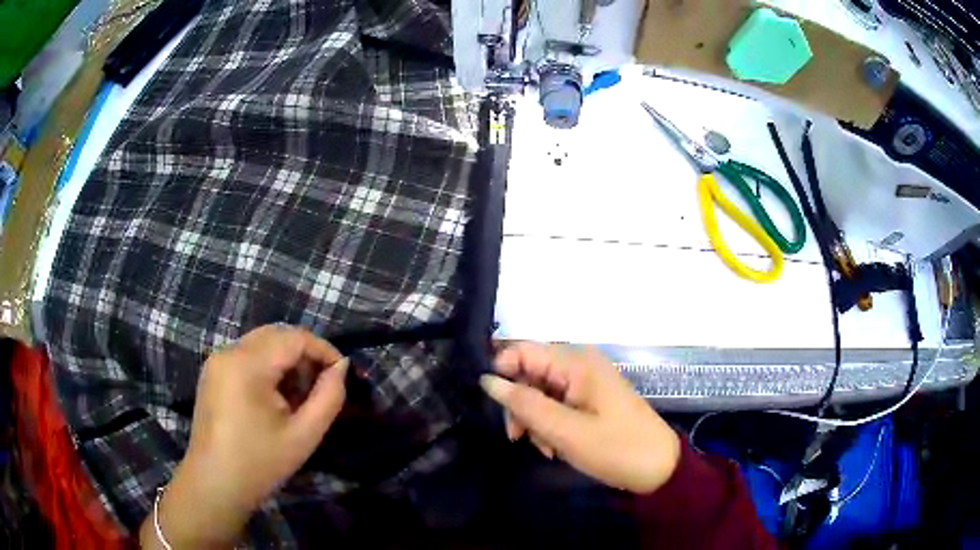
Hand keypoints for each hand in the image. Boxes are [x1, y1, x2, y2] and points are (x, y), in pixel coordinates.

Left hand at [140, 325, 347, 548]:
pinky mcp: (212, 372)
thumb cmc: (260, 463)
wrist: (215, 484)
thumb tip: (341, 367)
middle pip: (276, 334)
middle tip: (321, 386)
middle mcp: (229, 352)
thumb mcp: (304, 435)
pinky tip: (275, 398)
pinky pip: (246, 356)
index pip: (294, 337)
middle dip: (304, 354)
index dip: (323, 350)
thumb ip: (329, 397)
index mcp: (248, 364)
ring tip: (299, 396)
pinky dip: (267, 367)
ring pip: (261, 343)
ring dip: (286, 360)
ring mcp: (217, 361)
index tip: (342, 374)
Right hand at [480, 343, 680, 494]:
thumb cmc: (615, 448)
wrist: (658, 468)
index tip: (499, 409)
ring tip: (546, 448)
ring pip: (539, 392)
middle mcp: (579, 365)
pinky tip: (555, 447)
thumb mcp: (565, 431)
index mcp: (576, 363)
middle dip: (520, 405)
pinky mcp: (589, 400)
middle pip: (529, 373)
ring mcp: (585, 383)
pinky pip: (555, 405)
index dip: (503, 375)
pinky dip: (549, 426)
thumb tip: (487, 380)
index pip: (522, 351)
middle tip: (519, 438)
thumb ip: (525, 404)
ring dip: (534, 420)